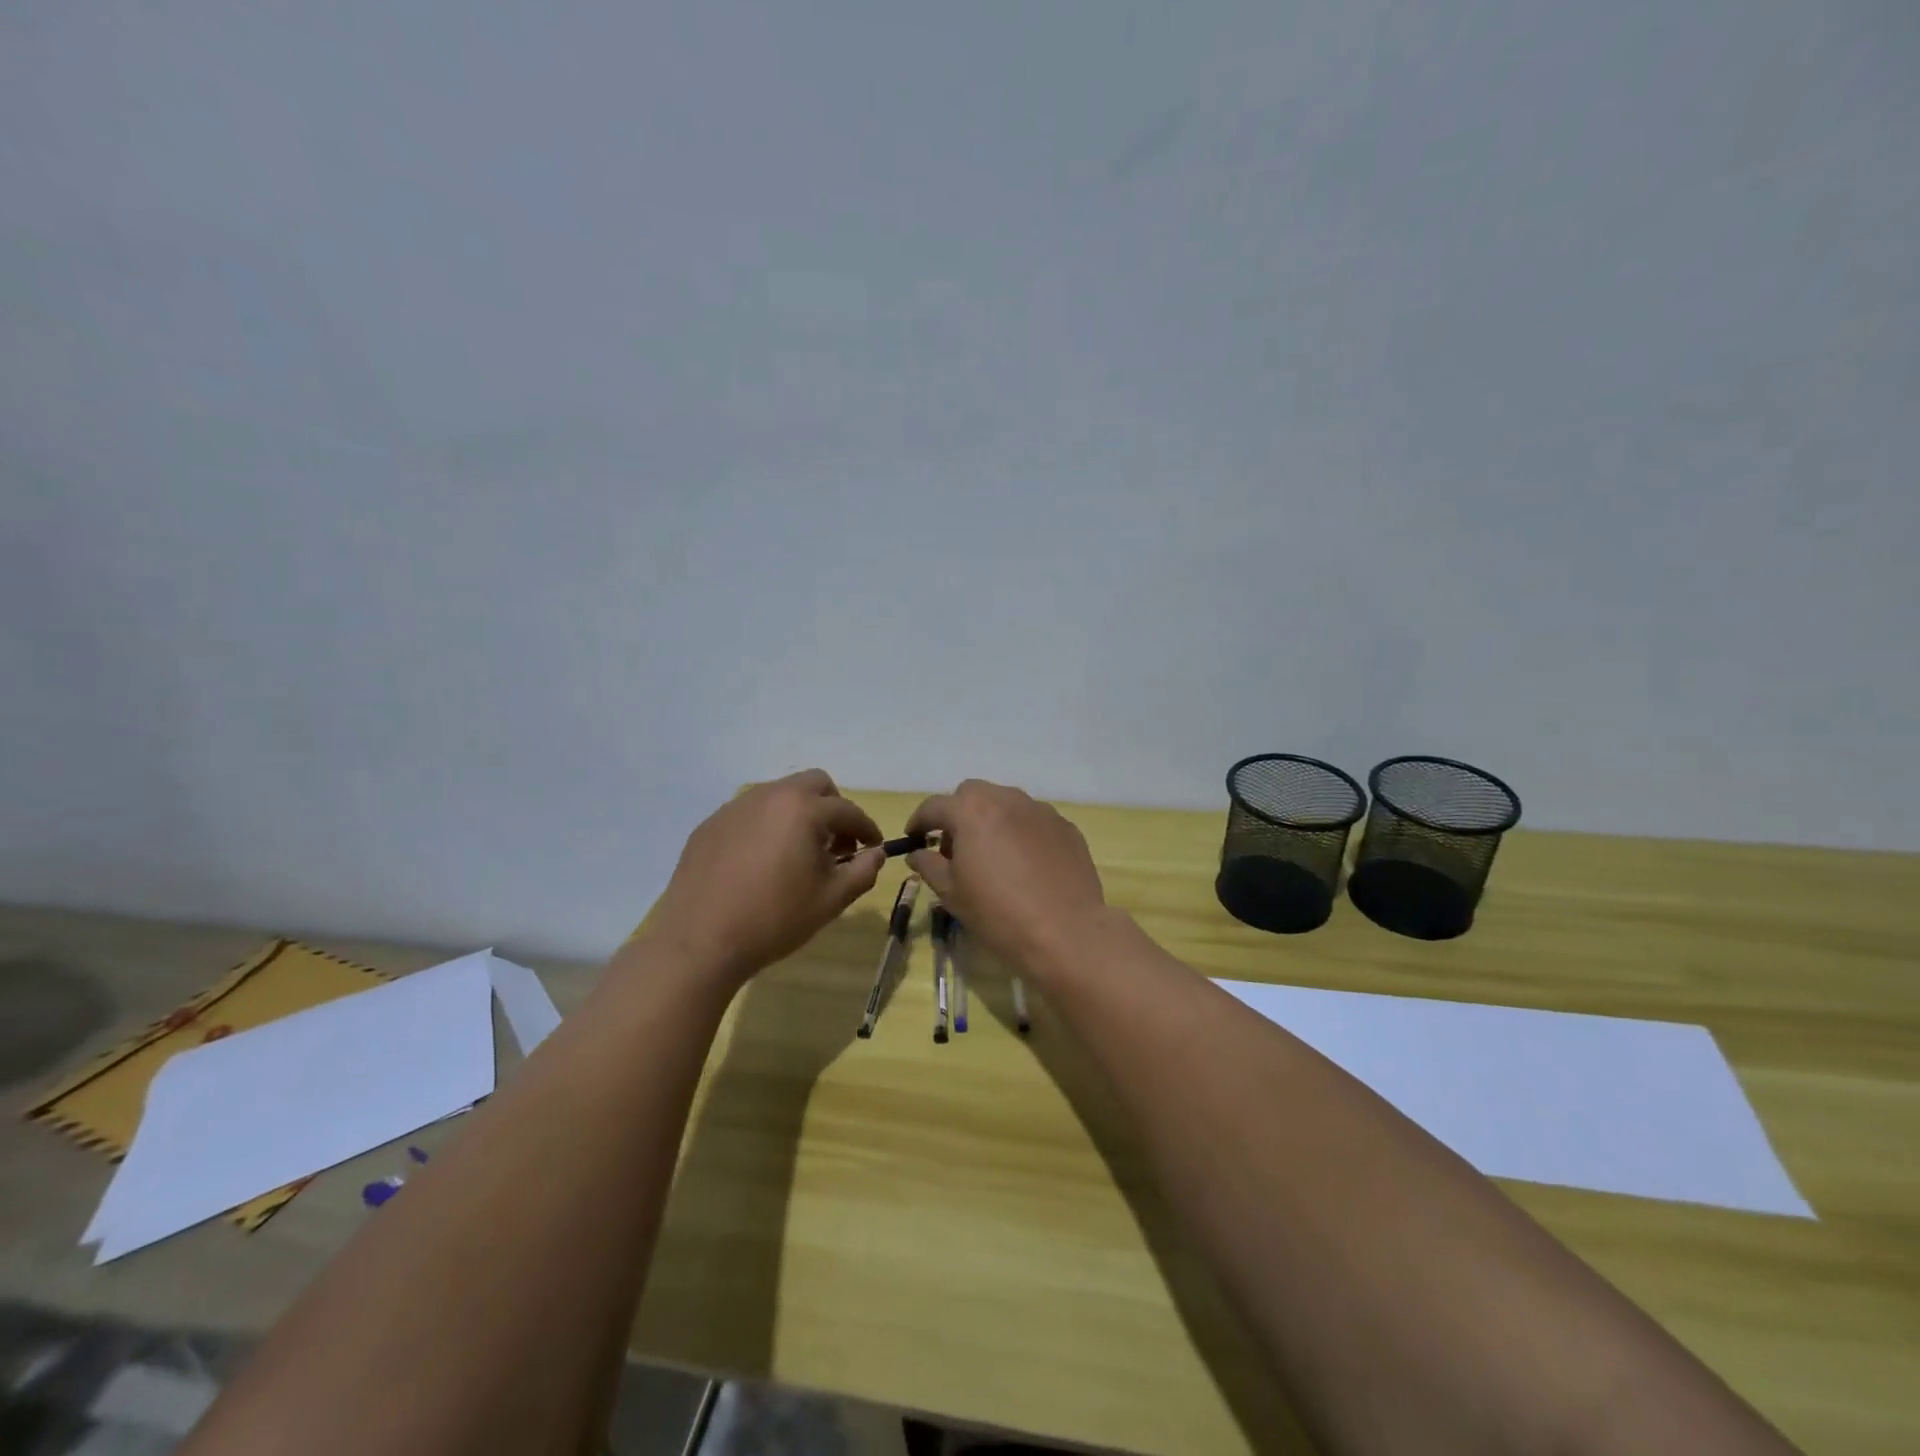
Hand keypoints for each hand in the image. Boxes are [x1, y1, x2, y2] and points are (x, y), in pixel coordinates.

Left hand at [642, 771, 884, 985]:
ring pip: (779, 795)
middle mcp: (769, 795)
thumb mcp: (831, 900)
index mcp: (803, 809)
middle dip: (833, 808)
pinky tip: (761, 862)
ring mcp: (735, 807)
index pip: (848, 810)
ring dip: (798, 814)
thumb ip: (863, 871)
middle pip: (814, 784)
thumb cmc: (775, 919)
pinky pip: (750, 813)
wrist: (699, 942)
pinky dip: (767, 826)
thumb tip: (875, 854)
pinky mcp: (710, 825)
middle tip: (836, 844)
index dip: (866, 828)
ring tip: (798, 853)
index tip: (873, 847)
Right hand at [904, 779, 1107, 972]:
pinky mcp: (1066, 827)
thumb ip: (929, 865)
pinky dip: (1021, 832)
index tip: (914, 838)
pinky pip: (1034, 821)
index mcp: (971, 811)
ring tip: (992, 855)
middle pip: (972, 794)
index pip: (934, 806)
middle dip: (958, 814)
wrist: (1065, 932)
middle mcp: (1006, 799)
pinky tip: (1025, 864)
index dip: (919, 821)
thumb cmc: (998, 913)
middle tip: (955, 848)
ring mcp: (1040, 810)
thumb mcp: (951, 893)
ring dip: (991, 820)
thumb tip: (917, 853)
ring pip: (1006, 803)